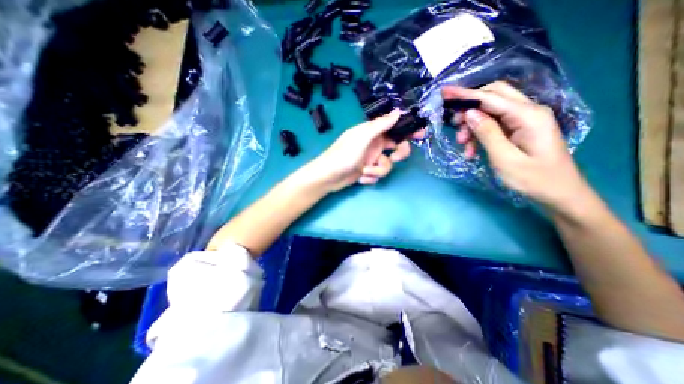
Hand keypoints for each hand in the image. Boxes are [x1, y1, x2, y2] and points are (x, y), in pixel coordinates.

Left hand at [307, 108, 425, 191]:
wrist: (329, 176)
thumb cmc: (344, 155)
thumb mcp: (363, 137)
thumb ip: (380, 125)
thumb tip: (398, 111)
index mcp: (372, 133)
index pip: (394, 128)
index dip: (408, 130)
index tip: (420, 135)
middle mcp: (374, 145)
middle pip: (396, 148)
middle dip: (398, 155)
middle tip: (395, 158)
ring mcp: (371, 159)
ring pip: (387, 165)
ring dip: (378, 170)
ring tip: (365, 171)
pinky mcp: (368, 171)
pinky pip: (378, 175)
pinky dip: (371, 177)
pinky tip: (361, 178)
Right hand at [443, 81, 587, 211]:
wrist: (558, 194)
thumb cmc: (533, 179)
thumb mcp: (504, 158)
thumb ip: (487, 133)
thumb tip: (469, 113)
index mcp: (527, 115)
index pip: (490, 97)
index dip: (464, 94)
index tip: (444, 92)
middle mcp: (527, 111)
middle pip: (492, 96)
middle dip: (469, 108)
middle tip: (453, 125)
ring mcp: (523, 119)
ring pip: (490, 111)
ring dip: (472, 125)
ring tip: (463, 145)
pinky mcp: (518, 129)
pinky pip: (493, 124)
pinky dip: (478, 134)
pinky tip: (471, 150)